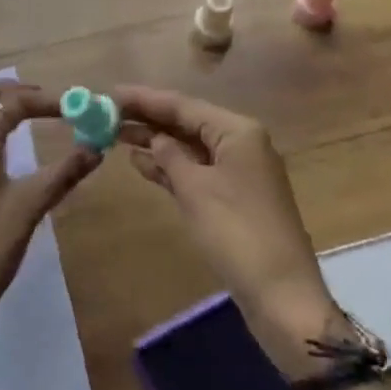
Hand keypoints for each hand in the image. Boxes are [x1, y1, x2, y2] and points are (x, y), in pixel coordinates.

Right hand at [113, 85, 347, 380]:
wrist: (282, 296)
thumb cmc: (237, 234)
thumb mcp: (196, 190)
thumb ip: (170, 157)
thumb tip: (154, 138)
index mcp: (237, 131)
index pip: (183, 105)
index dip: (146, 99)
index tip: (112, 93)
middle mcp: (241, 142)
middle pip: (187, 122)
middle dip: (149, 119)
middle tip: (108, 113)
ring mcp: (239, 171)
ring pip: (190, 147)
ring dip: (156, 142)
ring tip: (115, 135)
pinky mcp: (234, 197)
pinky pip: (196, 170)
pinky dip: (171, 167)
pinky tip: (141, 163)